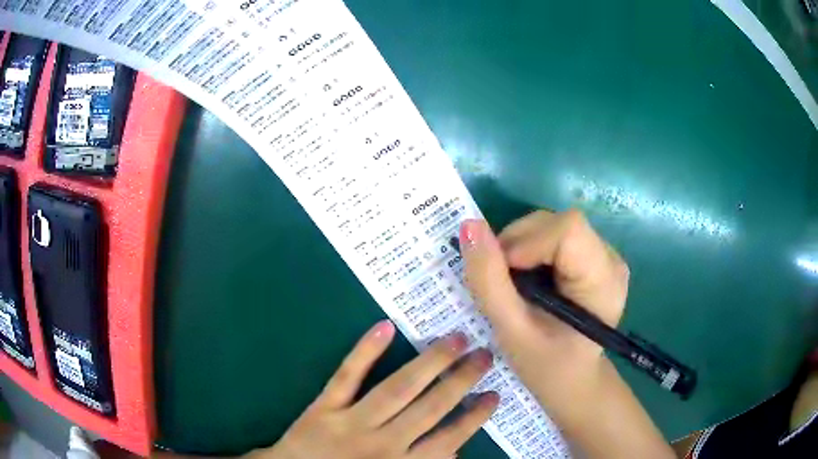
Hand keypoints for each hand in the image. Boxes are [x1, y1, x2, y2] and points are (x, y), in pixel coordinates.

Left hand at [249, 321, 498, 458]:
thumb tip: (456, 453)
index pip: (447, 439)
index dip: (474, 417)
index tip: (494, 394)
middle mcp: (382, 443)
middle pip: (429, 408)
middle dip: (460, 381)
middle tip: (484, 355)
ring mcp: (351, 421)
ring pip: (396, 389)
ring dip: (429, 363)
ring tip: (456, 339)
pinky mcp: (324, 406)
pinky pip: (346, 377)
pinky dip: (365, 352)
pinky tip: (385, 327)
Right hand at [460, 210, 672, 457]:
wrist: (573, 380)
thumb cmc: (546, 367)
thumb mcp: (512, 331)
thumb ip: (489, 281)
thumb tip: (469, 226)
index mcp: (602, 281)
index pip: (568, 230)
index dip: (528, 241)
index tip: (504, 273)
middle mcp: (610, 259)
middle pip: (558, 223)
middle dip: (518, 243)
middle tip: (500, 281)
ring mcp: (604, 255)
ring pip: (553, 225)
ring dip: (521, 246)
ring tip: (512, 283)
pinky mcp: (593, 256)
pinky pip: (554, 235)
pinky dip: (530, 250)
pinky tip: (528, 279)